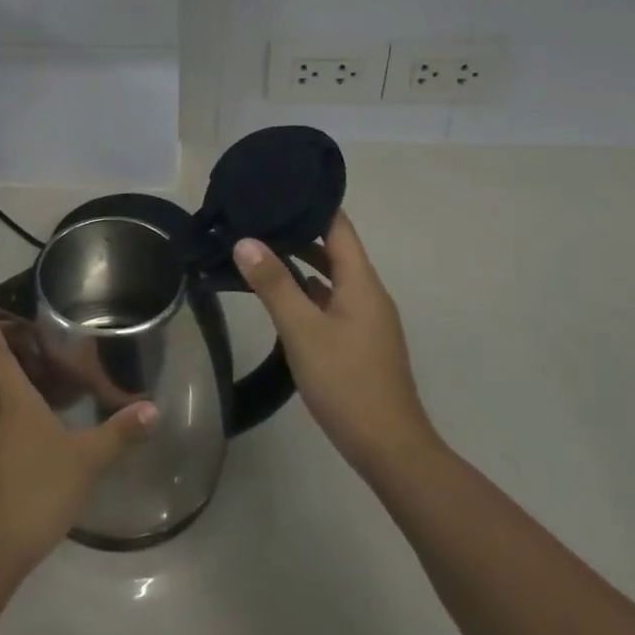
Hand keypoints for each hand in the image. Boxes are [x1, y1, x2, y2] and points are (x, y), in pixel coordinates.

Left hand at [0, 302, 158, 579]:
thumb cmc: (36, 489)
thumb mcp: (85, 458)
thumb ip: (119, 432)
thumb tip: (152, 408)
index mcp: (10, 397)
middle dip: (2, 343)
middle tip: (24, 323)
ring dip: (9, 372)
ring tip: (36, 359)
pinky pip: (1, 414)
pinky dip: (15, 399)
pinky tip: (39, 409)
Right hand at [233, 212, 436, 479]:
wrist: (389, 448)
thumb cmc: (347, 382)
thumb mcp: (303, 331)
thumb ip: (274, 285)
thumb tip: (245, 241)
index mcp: (361, 284)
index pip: (339, 227)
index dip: (312, 204)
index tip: (279, 187)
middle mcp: (368, 295)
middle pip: (334, 250)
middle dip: (298, 231)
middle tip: (257, 217)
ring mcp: (365, 320)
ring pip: (331, 278)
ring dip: (300, 263)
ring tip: (260, 248)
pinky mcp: (359, 342)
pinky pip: (330, 302)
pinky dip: (306, 291)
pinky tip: (280, 296)